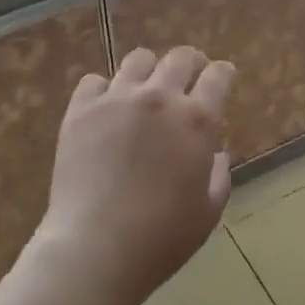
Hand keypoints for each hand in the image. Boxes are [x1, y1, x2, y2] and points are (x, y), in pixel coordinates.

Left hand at [34, 46, 234, 304]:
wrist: (95, 248)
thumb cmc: (161, 237)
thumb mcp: (208, 212)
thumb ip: (218, 175)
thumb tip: (214, 152)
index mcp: (197, 120)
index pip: (218, 76)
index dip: (223, 74)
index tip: (222, 77)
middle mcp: (159, 98)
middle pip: (180, 57)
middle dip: (191, 63)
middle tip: (188, 77)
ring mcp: (117, 99)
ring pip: (139, 59)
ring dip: (149, 71)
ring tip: (145, 90)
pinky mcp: (81, 110)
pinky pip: (94, 81)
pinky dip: (104, 91)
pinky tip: (106, 110)